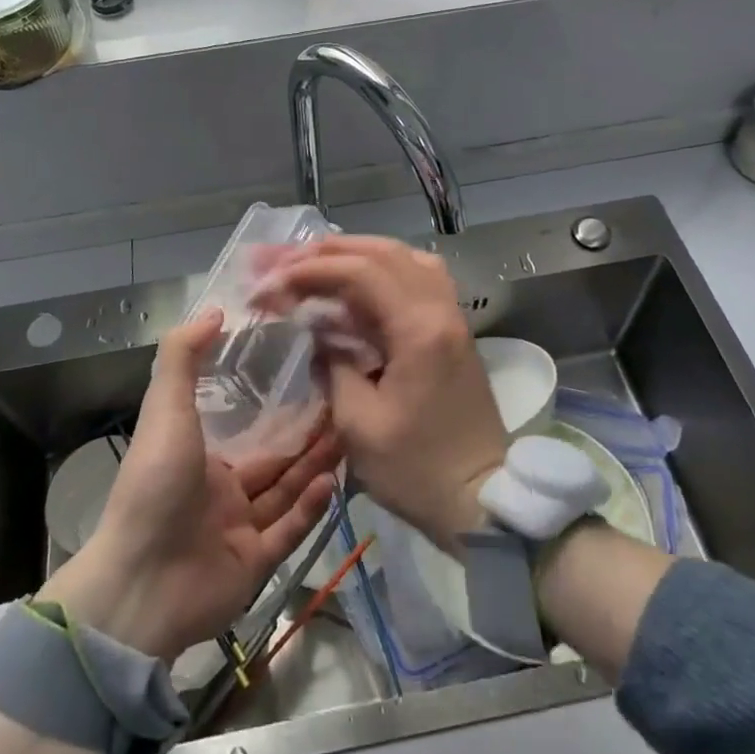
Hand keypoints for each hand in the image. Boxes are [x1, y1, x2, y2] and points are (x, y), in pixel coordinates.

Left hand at [39, 310, 340, 660]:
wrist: (139, 582)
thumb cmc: (155, 485)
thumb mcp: (165, 410)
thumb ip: (183, 358)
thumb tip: (215, 311)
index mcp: (200, 457)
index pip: (247, 430)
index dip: (278, 408)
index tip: (311, 378)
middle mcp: (222, 492)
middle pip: (274, 461)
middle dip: (308, 438)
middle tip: (345, 409)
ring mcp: (239, 530)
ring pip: (286, 492)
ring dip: (315, 467)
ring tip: (349, 437)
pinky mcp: (254, 564)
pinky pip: (289, 530)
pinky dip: (311, 508)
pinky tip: (333, 482)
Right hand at [254, 236, 506, 549]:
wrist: (483, 501)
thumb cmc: (417, 470)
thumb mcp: (358, 424)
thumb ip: (333, 364)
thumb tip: (319, 333)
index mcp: (419, 329)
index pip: (359, 272)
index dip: (309, 270)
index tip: (271, 283)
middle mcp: (440, 309)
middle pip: (382, 253)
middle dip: (327, 252)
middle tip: (283, 260)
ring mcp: (452, 316)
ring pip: (403, 258)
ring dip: (356, 254)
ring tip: (315, 262)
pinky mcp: (452, 330)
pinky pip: (417, 278)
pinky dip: (382, 270)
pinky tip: (357, 283)